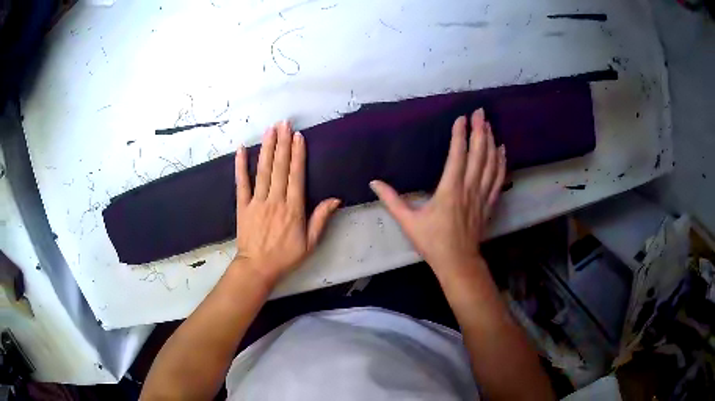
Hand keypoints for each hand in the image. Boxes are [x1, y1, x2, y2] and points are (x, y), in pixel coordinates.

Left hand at [233, 121, 340, 283]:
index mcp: (293, 209)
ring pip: (263, 171)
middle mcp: (275, 200)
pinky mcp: (243, 205)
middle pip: (279, 167)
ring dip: (266, 148)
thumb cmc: (285, 256)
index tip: (298, 136)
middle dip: (282, 143)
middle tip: (284, 123)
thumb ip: (321, 219)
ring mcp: (257, 202)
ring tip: (269, 130)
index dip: (297, 155)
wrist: (257, 268)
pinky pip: (241, 183)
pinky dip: (240, 166)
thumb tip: (335, 199)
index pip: (296, 176)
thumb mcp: (310, 243)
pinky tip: (242, 150)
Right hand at [370, 108, 505, 272]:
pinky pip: (498, 179)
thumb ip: (391, 200)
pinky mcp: (488, 203)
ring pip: (490, 164)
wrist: (458, 262)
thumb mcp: (408, 222)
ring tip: (489, 125)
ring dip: (490, 142)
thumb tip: (374, 182)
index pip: (457, 155)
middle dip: (479, 131)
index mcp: (449, 190)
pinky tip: (502, 150)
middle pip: (477, 154)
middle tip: (480, 112)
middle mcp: (468, 188)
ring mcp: (481, 195)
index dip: (459, 135)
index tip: (461, 118)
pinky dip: (501, 163)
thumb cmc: (432, 242)